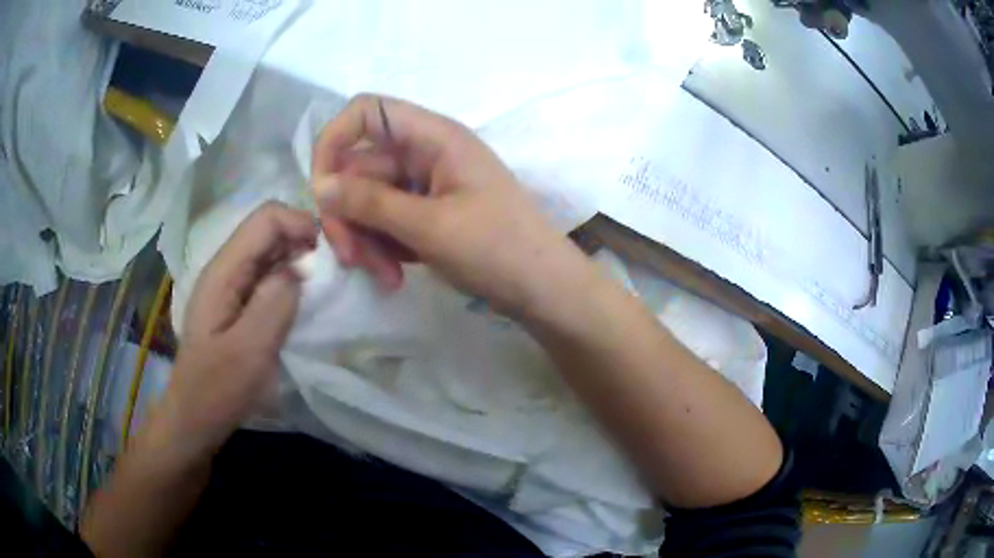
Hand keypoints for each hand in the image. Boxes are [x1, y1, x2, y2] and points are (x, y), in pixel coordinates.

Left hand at [162, 202, 316, 456]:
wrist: (195, 417)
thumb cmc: (216, 389)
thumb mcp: (249, 352)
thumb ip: (275, 303)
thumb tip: (301, 268)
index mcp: (224, 272)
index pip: (266, 218)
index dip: (300, 224)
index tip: (329, 256)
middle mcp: (226, 268)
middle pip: (270, 229)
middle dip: (304, 241)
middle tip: (331, 275)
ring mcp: (231, 285)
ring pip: (271, 251)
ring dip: (299, 261)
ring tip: (321, 290)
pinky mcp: (238, 303)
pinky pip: (269, 276)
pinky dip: (290, 281)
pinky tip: (301, 304)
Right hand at [312, 94, 591, 317]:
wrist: (545, 289)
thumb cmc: (499, 249)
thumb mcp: (430, 226)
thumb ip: (370, 202)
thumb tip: (321, 186)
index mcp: (433, 136)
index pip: (365, 111)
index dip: (334, 142)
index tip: (322, 192)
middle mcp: (425, 152)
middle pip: (359, 167)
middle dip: (349, 215)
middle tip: (353, 260)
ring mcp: (425, 184)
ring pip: (368, 200)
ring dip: (366, 239)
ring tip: (385, 276)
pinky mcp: (427, 214)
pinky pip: (386, 221)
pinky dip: (383, 247)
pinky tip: (396, 275)